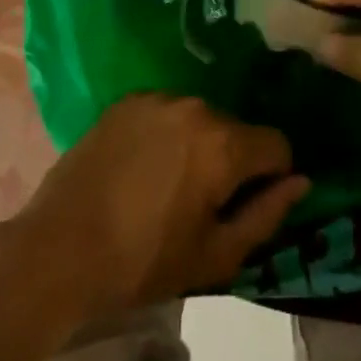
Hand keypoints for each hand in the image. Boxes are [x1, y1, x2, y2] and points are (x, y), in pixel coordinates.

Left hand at [6, 94, 309, 320]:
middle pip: (236, 130)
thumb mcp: (215, 255)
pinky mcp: (127, 100)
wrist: (60, 248)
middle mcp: (196, 106)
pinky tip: (141, 167)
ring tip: (167, 185)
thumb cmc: (143, 262)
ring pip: (200, 119)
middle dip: (232, 161)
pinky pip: (166, 112)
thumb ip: (267, 215)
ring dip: (198, 144)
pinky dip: (166, 134)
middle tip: (203, 203)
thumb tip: (300, 181)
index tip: (249, 205)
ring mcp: (158, 97)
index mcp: (223, 144)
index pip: (277, 145)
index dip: (273, 177)